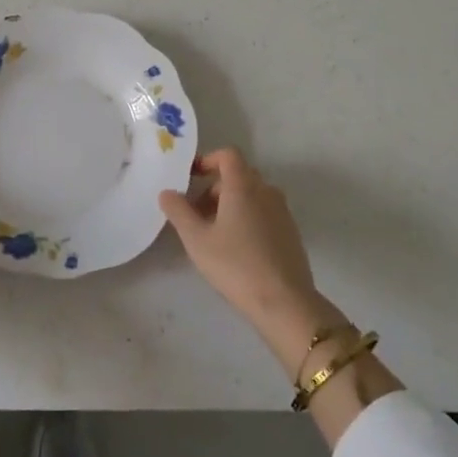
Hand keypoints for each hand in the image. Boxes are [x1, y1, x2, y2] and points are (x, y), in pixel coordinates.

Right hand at [160, 147, 334, 366]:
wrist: (284, 301)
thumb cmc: (235, 265)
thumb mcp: (197, 239)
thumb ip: (178, 211)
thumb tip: (166, 192)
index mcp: (244, 186)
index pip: (228, 155)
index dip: (208, 160)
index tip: (191, 178)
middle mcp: (266, 191)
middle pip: (239, 175)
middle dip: (214, 187)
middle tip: (196, 212)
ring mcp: (282, 211)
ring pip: (252, 195)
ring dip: (230, 203)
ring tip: (213, 233)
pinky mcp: (290, 231)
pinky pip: (264, 211)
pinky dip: (247, 216)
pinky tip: (236, 247)